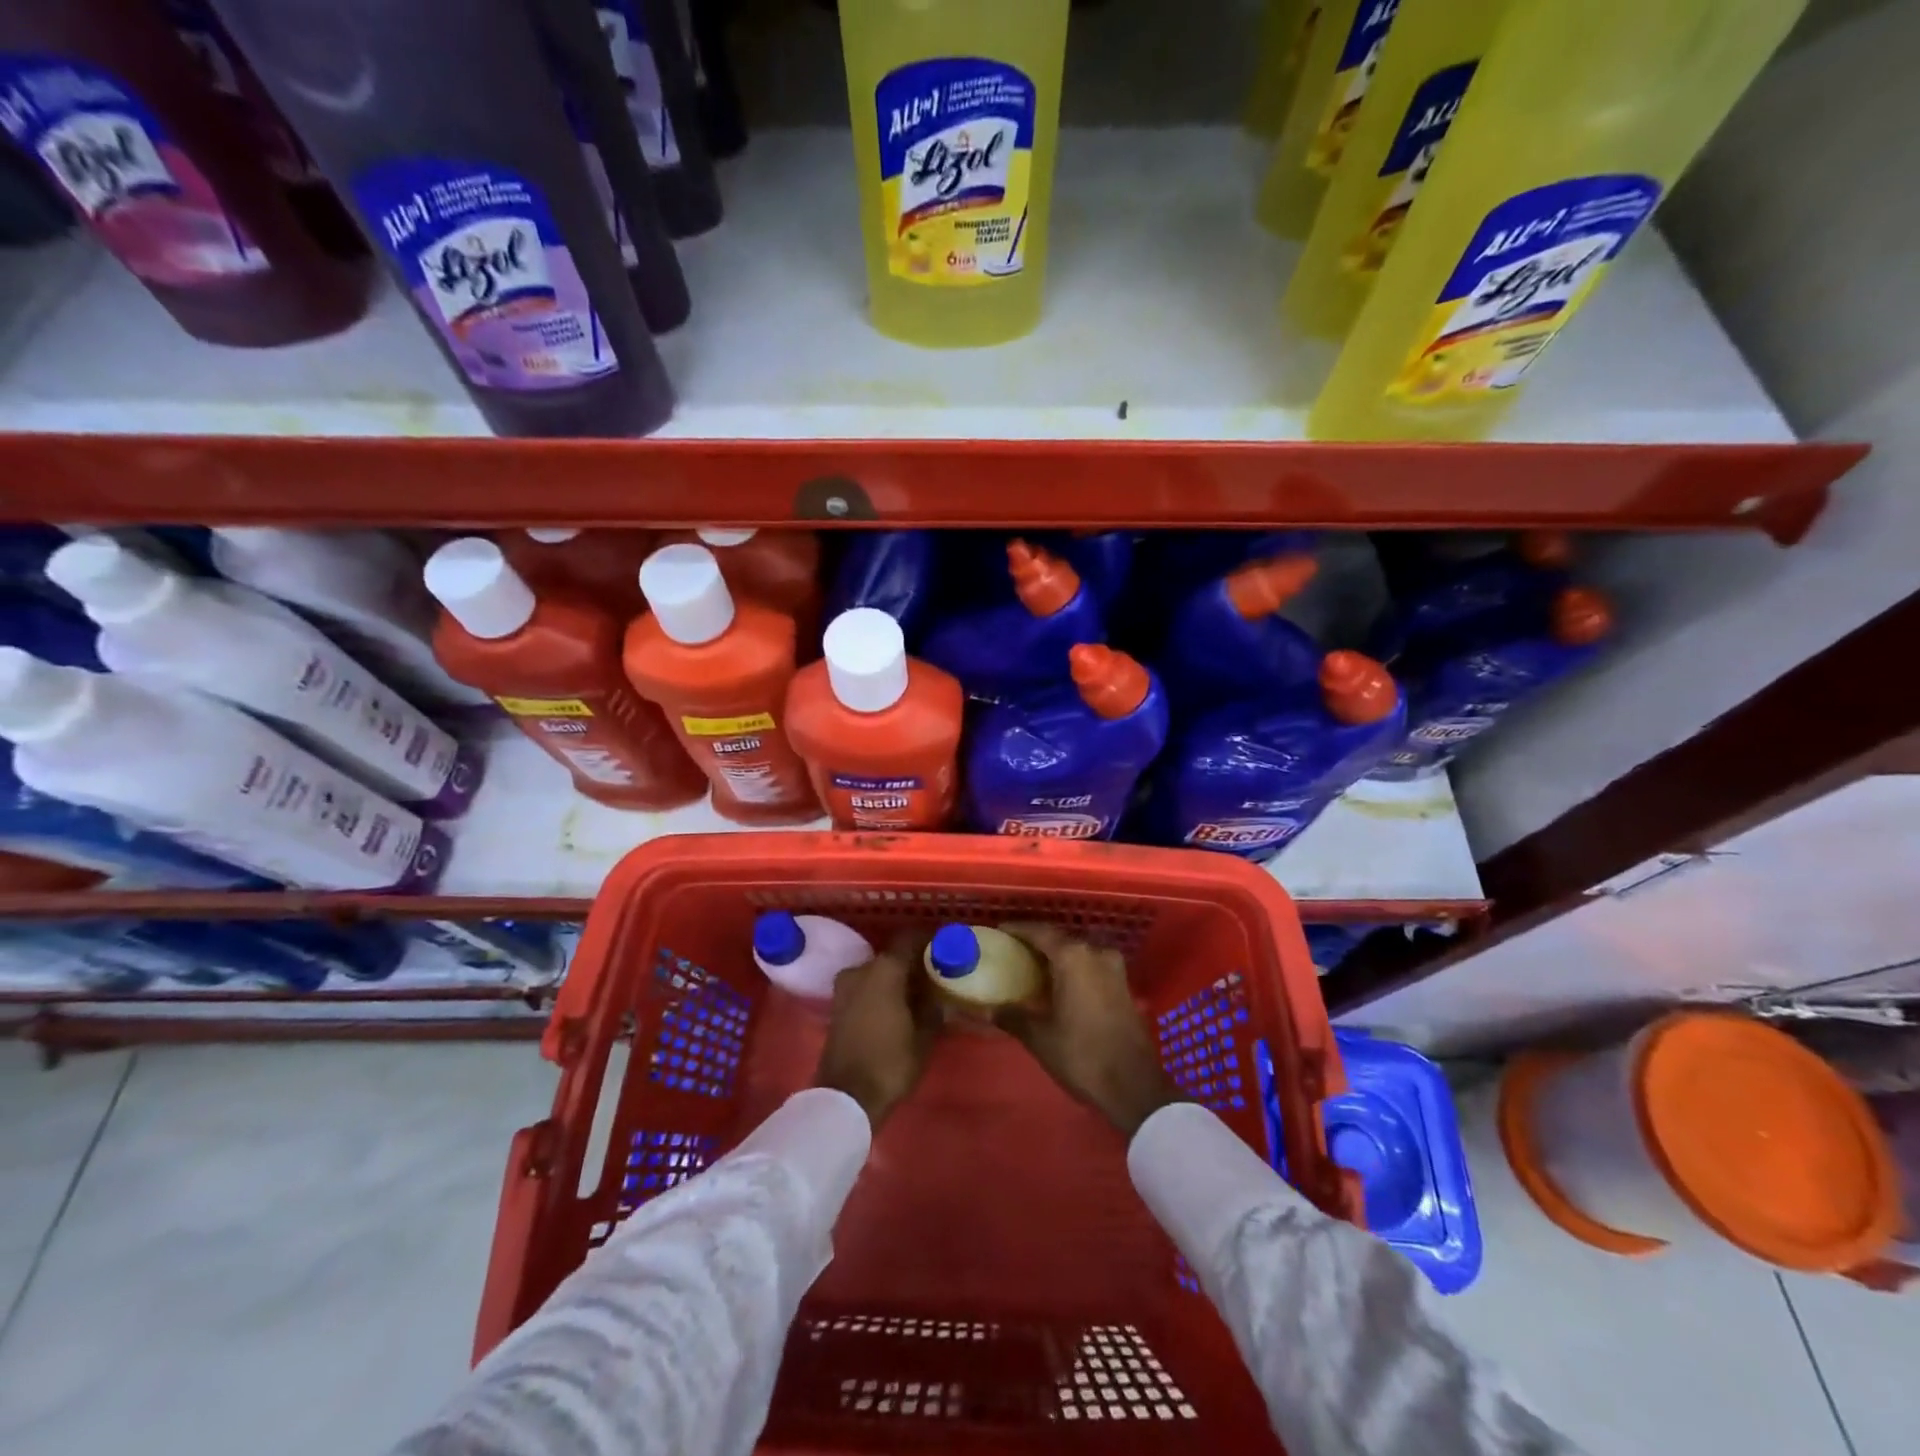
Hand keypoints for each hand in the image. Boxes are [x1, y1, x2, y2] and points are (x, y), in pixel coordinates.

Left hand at [814, 933, 938, 1128]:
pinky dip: (881, 990)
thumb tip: (938, 996)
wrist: (845, 1097)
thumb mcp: (923, 1036)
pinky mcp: (837, 1005)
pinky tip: (897, 1006)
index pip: (909, 939)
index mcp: (885, 969)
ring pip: (877, 971)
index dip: (928, 940)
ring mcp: (845, 987)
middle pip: (892, 955)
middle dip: (912, 962)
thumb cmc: (890, 1062)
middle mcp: (861, 969)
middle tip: (934, 975)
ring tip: (917, 993)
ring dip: (895, 978)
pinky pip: (865, 987)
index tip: (944, 947)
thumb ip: (932, 1008)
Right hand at [994, 924, 1182, 1137]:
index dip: (1018, 930)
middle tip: (1014, 950)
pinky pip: (1092, 965)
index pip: (1040, 932)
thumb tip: (989, 1010)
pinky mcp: (1124, 985)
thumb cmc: (1082, 1055)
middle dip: (1038, 942)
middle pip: (1061, 938)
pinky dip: (1074, 968)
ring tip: (1035, 967)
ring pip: (1079, 952)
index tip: (1000, 931)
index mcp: (1072, 957)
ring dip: (1058, 956)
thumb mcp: (1040, 1037)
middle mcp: (1095, 953)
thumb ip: (1013, 1017)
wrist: (1134, 1085)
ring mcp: (1114, 968)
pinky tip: (1061, 984)